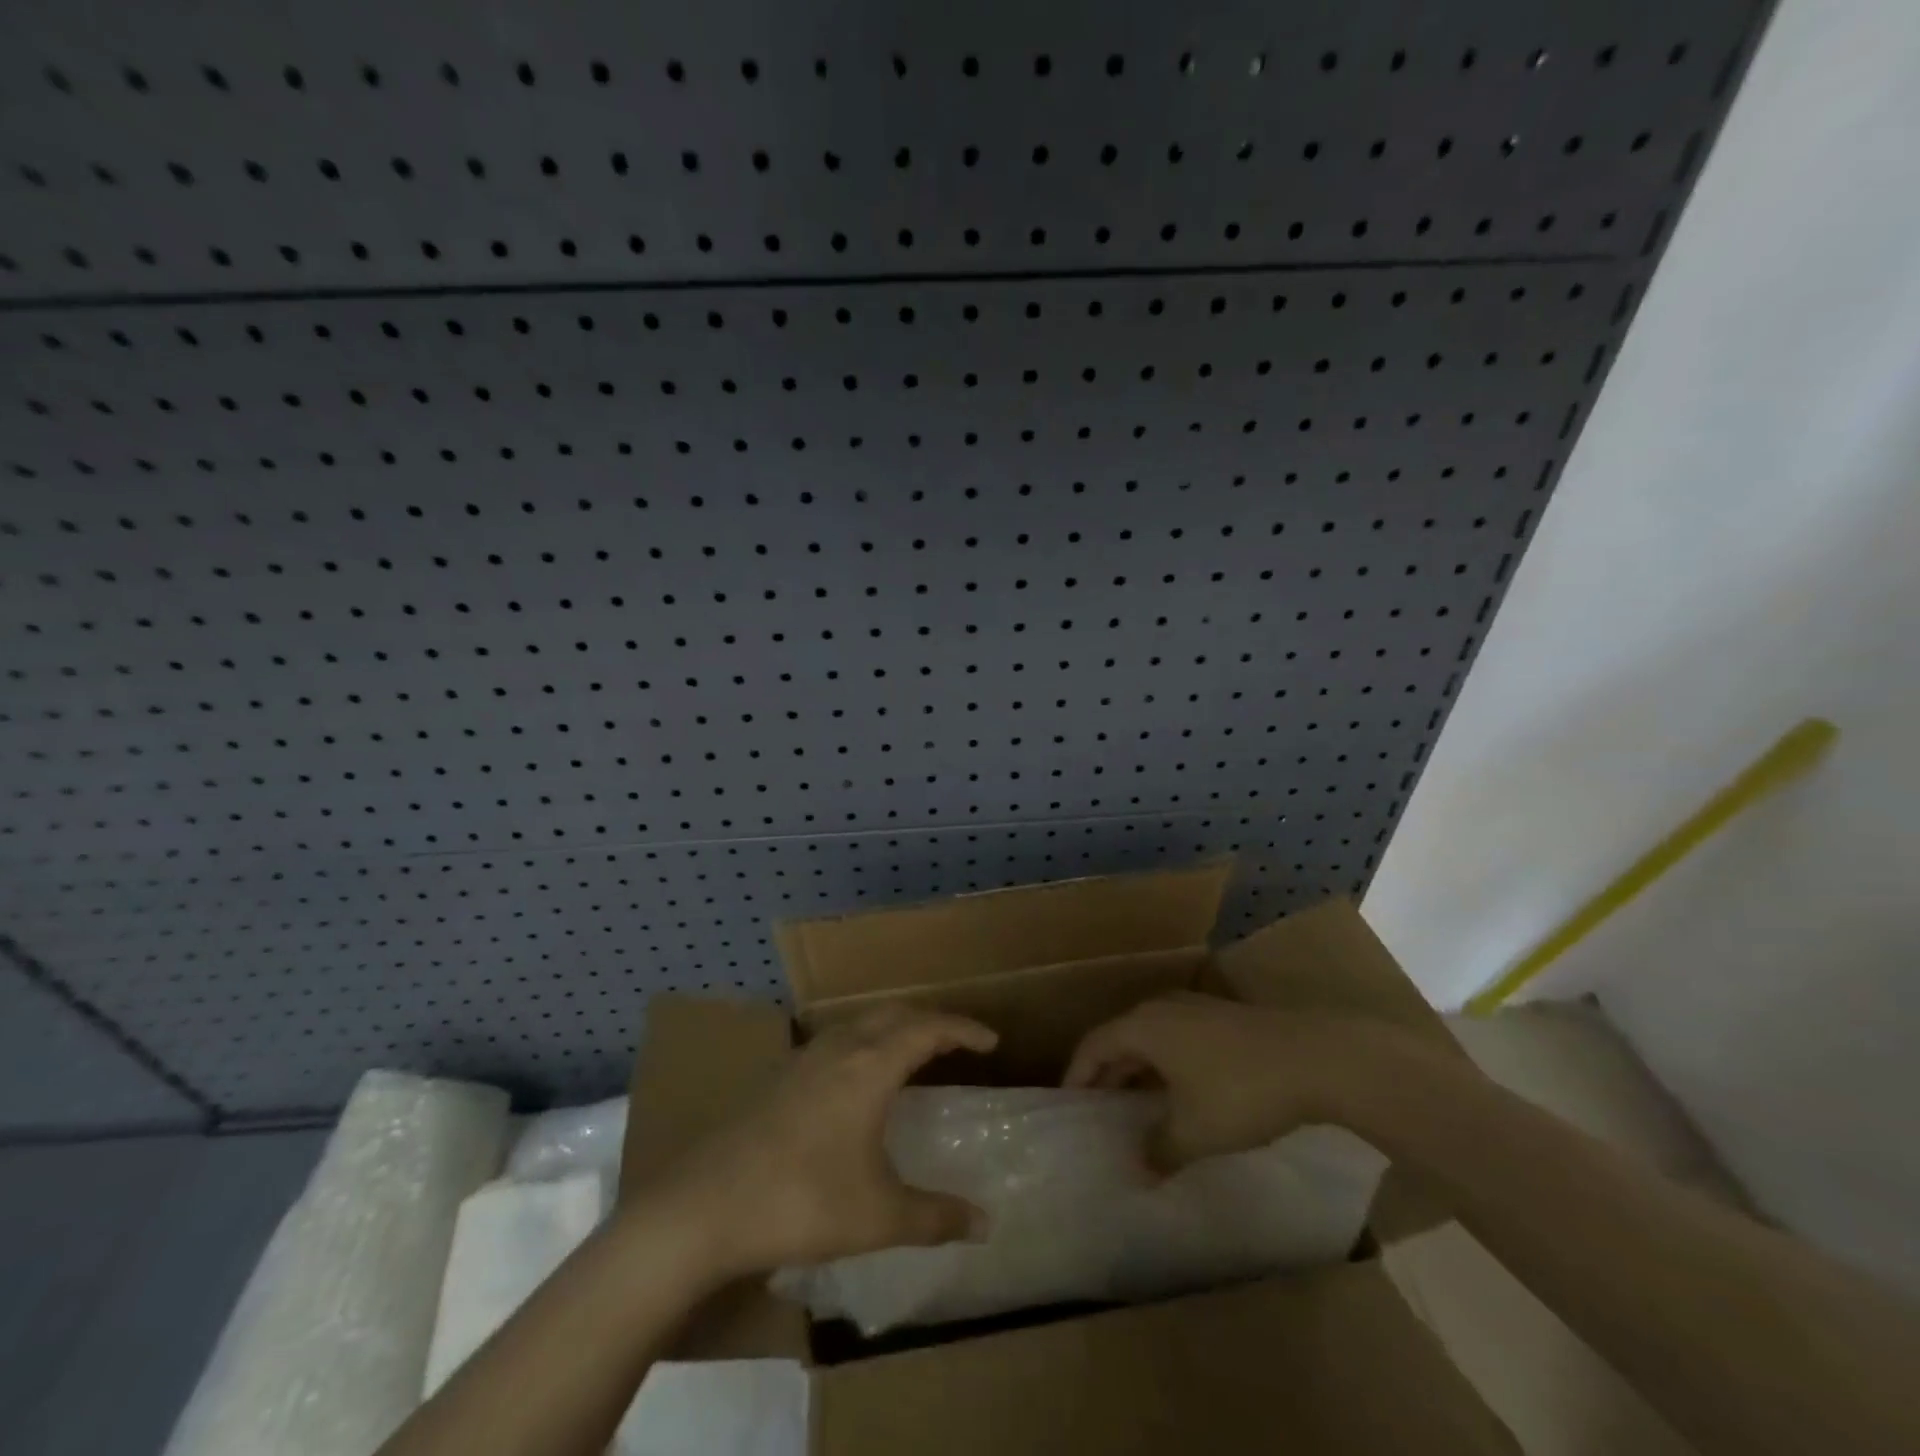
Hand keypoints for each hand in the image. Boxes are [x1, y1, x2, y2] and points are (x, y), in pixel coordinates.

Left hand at [644, 1005, 997, 1278]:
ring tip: (913, 1051)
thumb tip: (986, 1223)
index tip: (991, 1041)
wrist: (704, 1206)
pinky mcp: (779, 1076)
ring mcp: (804, 1058)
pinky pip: (837, 1040)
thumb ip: (936, 1217)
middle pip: (894, 1012)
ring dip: (894, 1026)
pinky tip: (857, 1077)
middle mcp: (840, 1048)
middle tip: (957, 1041)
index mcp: (870, 1066)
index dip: (963, 1029)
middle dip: (931, 1020)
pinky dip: (864, 1041)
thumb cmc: (801, 1202)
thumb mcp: (879, 1216)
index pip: (928, 1028)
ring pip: (861, 1021)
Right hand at [1064, 993, 1389, 1170]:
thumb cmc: (1241, 1092)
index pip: (1093, 1046)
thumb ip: (1160, 1151)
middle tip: (1098, 1109)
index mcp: (1143, 1026)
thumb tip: (1137, 1171)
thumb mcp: (1196, 1132)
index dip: (1077, 1075)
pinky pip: (1176, 1037)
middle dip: (1106, 1073)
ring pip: (1150, 1037)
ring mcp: (1194, 1008)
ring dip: (1137, 1068)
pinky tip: (1180, 1092)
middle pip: (1120, 1037)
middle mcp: (1162, 1008)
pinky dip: (1165, 1063)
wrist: (1315, 1058)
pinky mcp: (1222, 1018)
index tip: (1068, 1104)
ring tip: (1135, 1104)